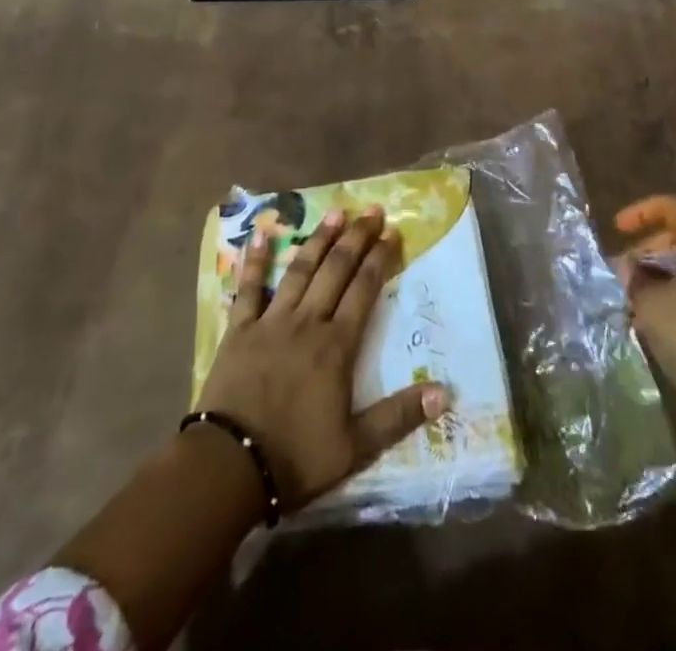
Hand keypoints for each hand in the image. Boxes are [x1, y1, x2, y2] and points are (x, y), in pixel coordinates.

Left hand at [194, 205, 448, 510]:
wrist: (230, 466)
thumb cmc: (296, 457)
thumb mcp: (356, 447)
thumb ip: (399, 416)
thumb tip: (444, 393)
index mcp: (336, 345)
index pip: (364, 290)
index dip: (380, 258)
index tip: (392, 232)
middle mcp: (307, 322)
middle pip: (336, 270)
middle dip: (356, 237)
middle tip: (372, 210)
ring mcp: (271, 321)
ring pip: (300, 270)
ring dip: (319, 239)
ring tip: (335, 212)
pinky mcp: (239, 329)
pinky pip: (248, 287)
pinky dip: (256, 260)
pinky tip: (261, 233)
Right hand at [613, 195, 675, 457]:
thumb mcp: (649, 301)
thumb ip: (634, 276)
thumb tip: (628, 267)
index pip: (671, 207)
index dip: (639, 213)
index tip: (617, 230)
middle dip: (650, 246)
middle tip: (625, 268)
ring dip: (664, 271)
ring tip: (636, 293)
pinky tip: (660, 315)